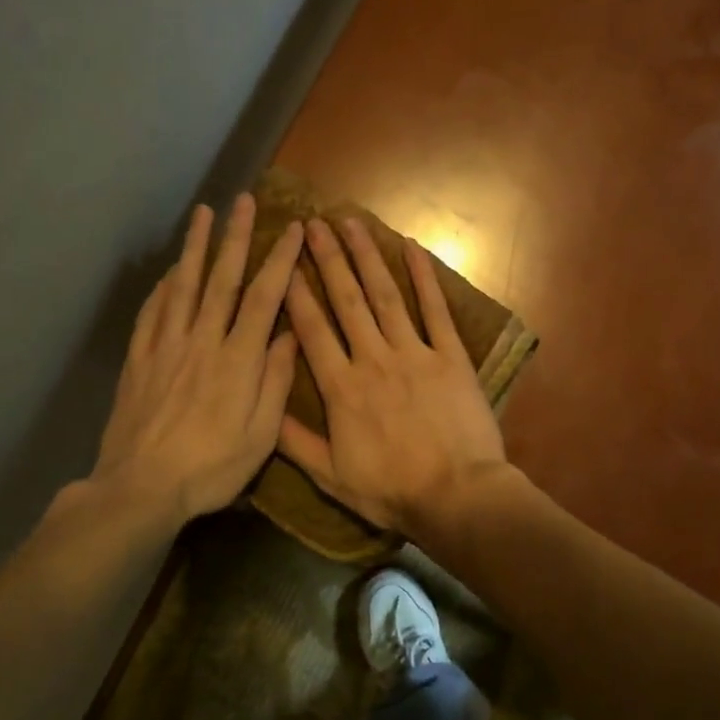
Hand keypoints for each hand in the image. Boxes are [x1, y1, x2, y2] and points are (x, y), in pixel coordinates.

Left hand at [91, 196, 304, 521]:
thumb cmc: (210, 468)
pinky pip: (152, 312)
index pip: (265, 297)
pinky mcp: (139, 359)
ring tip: (203, 214)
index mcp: (238, 359)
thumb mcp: (260, 436)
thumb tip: (290, 335)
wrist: (140, 488)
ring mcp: (166, 347)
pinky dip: (163, 287)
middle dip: (236, 237)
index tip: (294, 229)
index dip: (280, 260)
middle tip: (244, 200)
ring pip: (184, 286)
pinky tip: (170, 272)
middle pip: (222, 279)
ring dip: (196, 247)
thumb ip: (275, 382)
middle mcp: (202, 341)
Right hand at [278, 217, 507, 536]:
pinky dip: (424, 277)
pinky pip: (435, 310)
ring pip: (385, 295)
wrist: (457, 496)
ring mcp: (415, 353)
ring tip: (351, 223)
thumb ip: (294, 442)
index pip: (311, 329)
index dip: (295, 292)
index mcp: (341, 388)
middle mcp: (373, 359)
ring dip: (367, 257)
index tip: (282, 260)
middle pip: (346, 300)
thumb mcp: (331, 477)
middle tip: (313, 223)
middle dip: (327, 259)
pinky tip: (412, 248)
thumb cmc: (392, 491)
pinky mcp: (451, 356)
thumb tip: (262, 408)